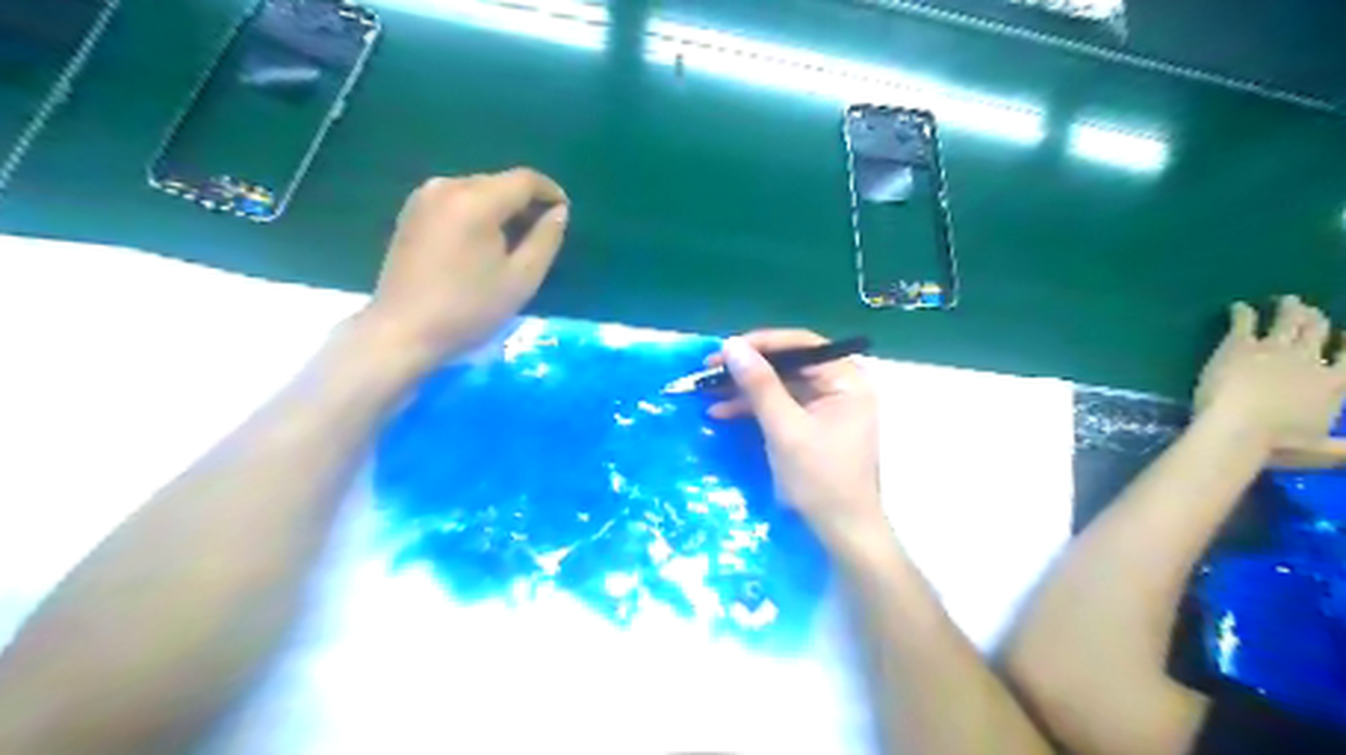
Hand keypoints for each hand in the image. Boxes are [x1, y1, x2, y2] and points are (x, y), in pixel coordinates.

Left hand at [358, 165, 565, 363]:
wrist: (403, 331)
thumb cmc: (469, 309)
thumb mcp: (522, 279)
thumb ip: (546, 239)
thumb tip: (559, 212)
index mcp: (476, 200)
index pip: (524, 179)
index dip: (550, 192)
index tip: (564, 214)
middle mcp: (447, 186)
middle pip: (499, 182)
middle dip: (525, 202)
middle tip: (542, 234)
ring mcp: (424, 197)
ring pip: (477, 190)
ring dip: (501, 209)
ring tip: (514, 242)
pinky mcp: (411, 212)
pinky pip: (456, 200)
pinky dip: (477, 213)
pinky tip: (483, 244)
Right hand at [708, 327, 891, 547]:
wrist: (840, 532)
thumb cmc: (820, 478)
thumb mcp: (785, 429)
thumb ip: (759, 385)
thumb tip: (732, 345)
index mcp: (847, 381)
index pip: (803, 345)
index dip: (762, 343)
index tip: (726, 349)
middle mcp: (840, 387)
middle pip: (789, 364)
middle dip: (748, 369)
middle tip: (710, 370)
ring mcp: (826, 407)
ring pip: (780, 385)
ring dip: (744, 390)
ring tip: (707, 392)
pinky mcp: (812, 426)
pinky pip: (780, 406)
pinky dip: (753, 409)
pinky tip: (721, 412)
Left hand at [1192, 294, 1345, 465]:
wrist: (1238, 427)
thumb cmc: (1279, 446)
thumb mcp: (1323, 453)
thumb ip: (1344, 451)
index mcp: (1334, 386)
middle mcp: (1309, 361)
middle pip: (1318, 333)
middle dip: (1316, 321)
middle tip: (1312, 312)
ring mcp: (1274, 349)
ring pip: (1287, 322)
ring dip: (1288, 309)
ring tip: (1287, 301)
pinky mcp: (1239, 345)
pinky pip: (1244, 322)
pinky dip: (1242, 313)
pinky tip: (1238, 306)